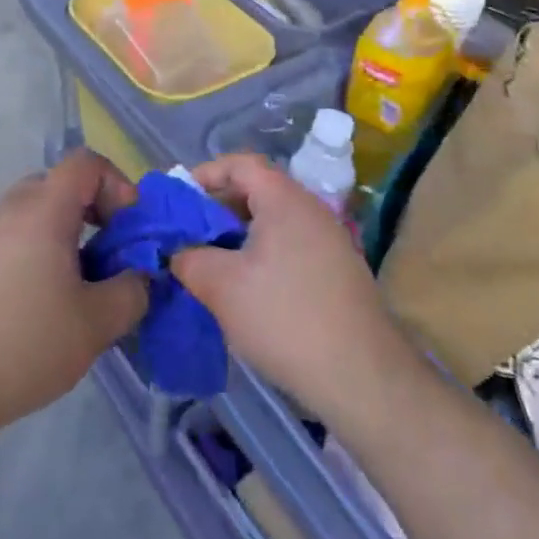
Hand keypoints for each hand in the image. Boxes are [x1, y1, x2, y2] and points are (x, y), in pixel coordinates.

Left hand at [0, 151, 149, 440]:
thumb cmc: (22, 344)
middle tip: (105, 262)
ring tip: (70, 294)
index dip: (118, 185)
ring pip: (30, 218)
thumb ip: (132, 292)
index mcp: (42, 208)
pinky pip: (5, 244)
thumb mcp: (96, 324)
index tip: (127, 231)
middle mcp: (6, 209)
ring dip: (60, 241)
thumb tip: (139, 277)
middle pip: (58, 188)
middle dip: (91, 215)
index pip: (86, 162)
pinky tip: (29, 313)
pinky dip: (29, 260)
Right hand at [173, 153, 419, 422]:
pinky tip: (248, 287)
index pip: (241, 163)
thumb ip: (189, 258)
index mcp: (284, 199)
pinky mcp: (337, 268)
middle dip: (218, 207)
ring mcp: (329, 238)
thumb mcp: (222, 287)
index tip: (179, 202)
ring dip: (240, 234)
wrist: (361, 375)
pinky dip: (263, 252)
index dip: (206, 174)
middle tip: (190, 235)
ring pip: (274, 220)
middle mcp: (311, 208)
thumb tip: (177, 250)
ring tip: (212, 263)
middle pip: (258, 189)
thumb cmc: (285, 318)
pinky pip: (291, 244)